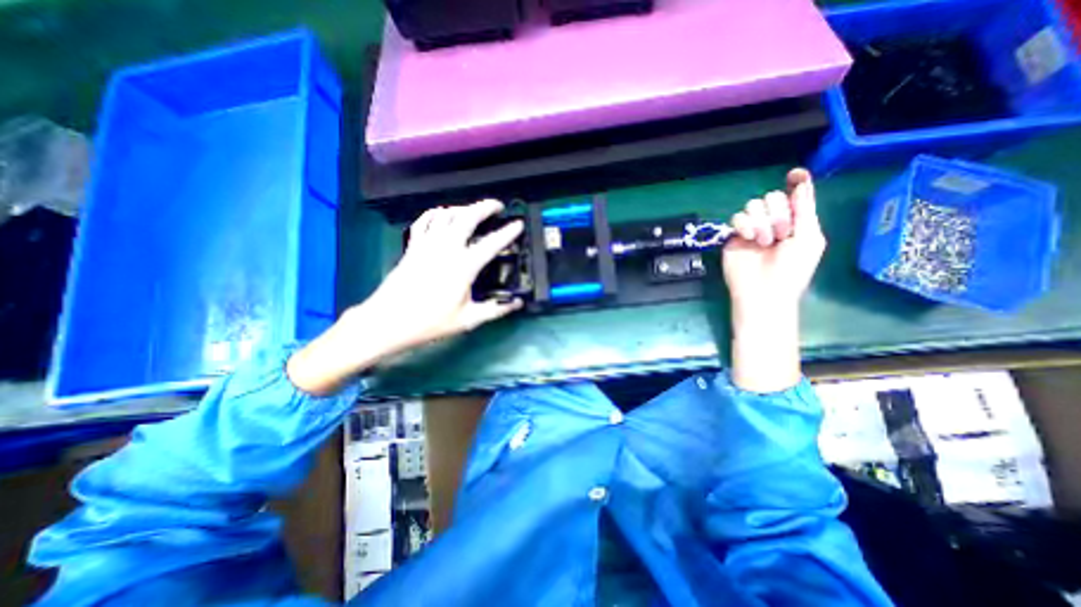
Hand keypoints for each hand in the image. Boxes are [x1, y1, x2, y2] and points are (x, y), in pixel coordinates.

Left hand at [361, 199, 524, 349]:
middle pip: (467, 217)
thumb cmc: (430, 322)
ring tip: (474, 211)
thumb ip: (495, 310)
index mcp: (464, 266)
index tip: (519, 224)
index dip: (508, 232)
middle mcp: (446, 248)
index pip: (492, 243)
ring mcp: (427, 244)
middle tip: (498, 206)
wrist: (389, 321)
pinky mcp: (413, 246)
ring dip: (463, 208)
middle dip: (485, 207)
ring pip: (446, 214)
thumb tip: (517, 304)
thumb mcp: (468, 320)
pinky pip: (424, 221)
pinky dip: (436, 213)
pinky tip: (442, 215)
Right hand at [725, 168, 828, 312]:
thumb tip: (801, 181)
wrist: (763, 292)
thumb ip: (805, 210)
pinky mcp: (733, 236)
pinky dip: (744, 225)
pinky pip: (736, 217)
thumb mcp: (809, 239)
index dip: (795, 183)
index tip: (794, 174)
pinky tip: (748, 238)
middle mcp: (772, 222)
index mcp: (795, 222)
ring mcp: (751, 229)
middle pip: (771, 197)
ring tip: (763, 241)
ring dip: (761, 222)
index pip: (793, 195)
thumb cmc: (792, 270)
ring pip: (752, 205)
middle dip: (777, 213)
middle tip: (781, 234)